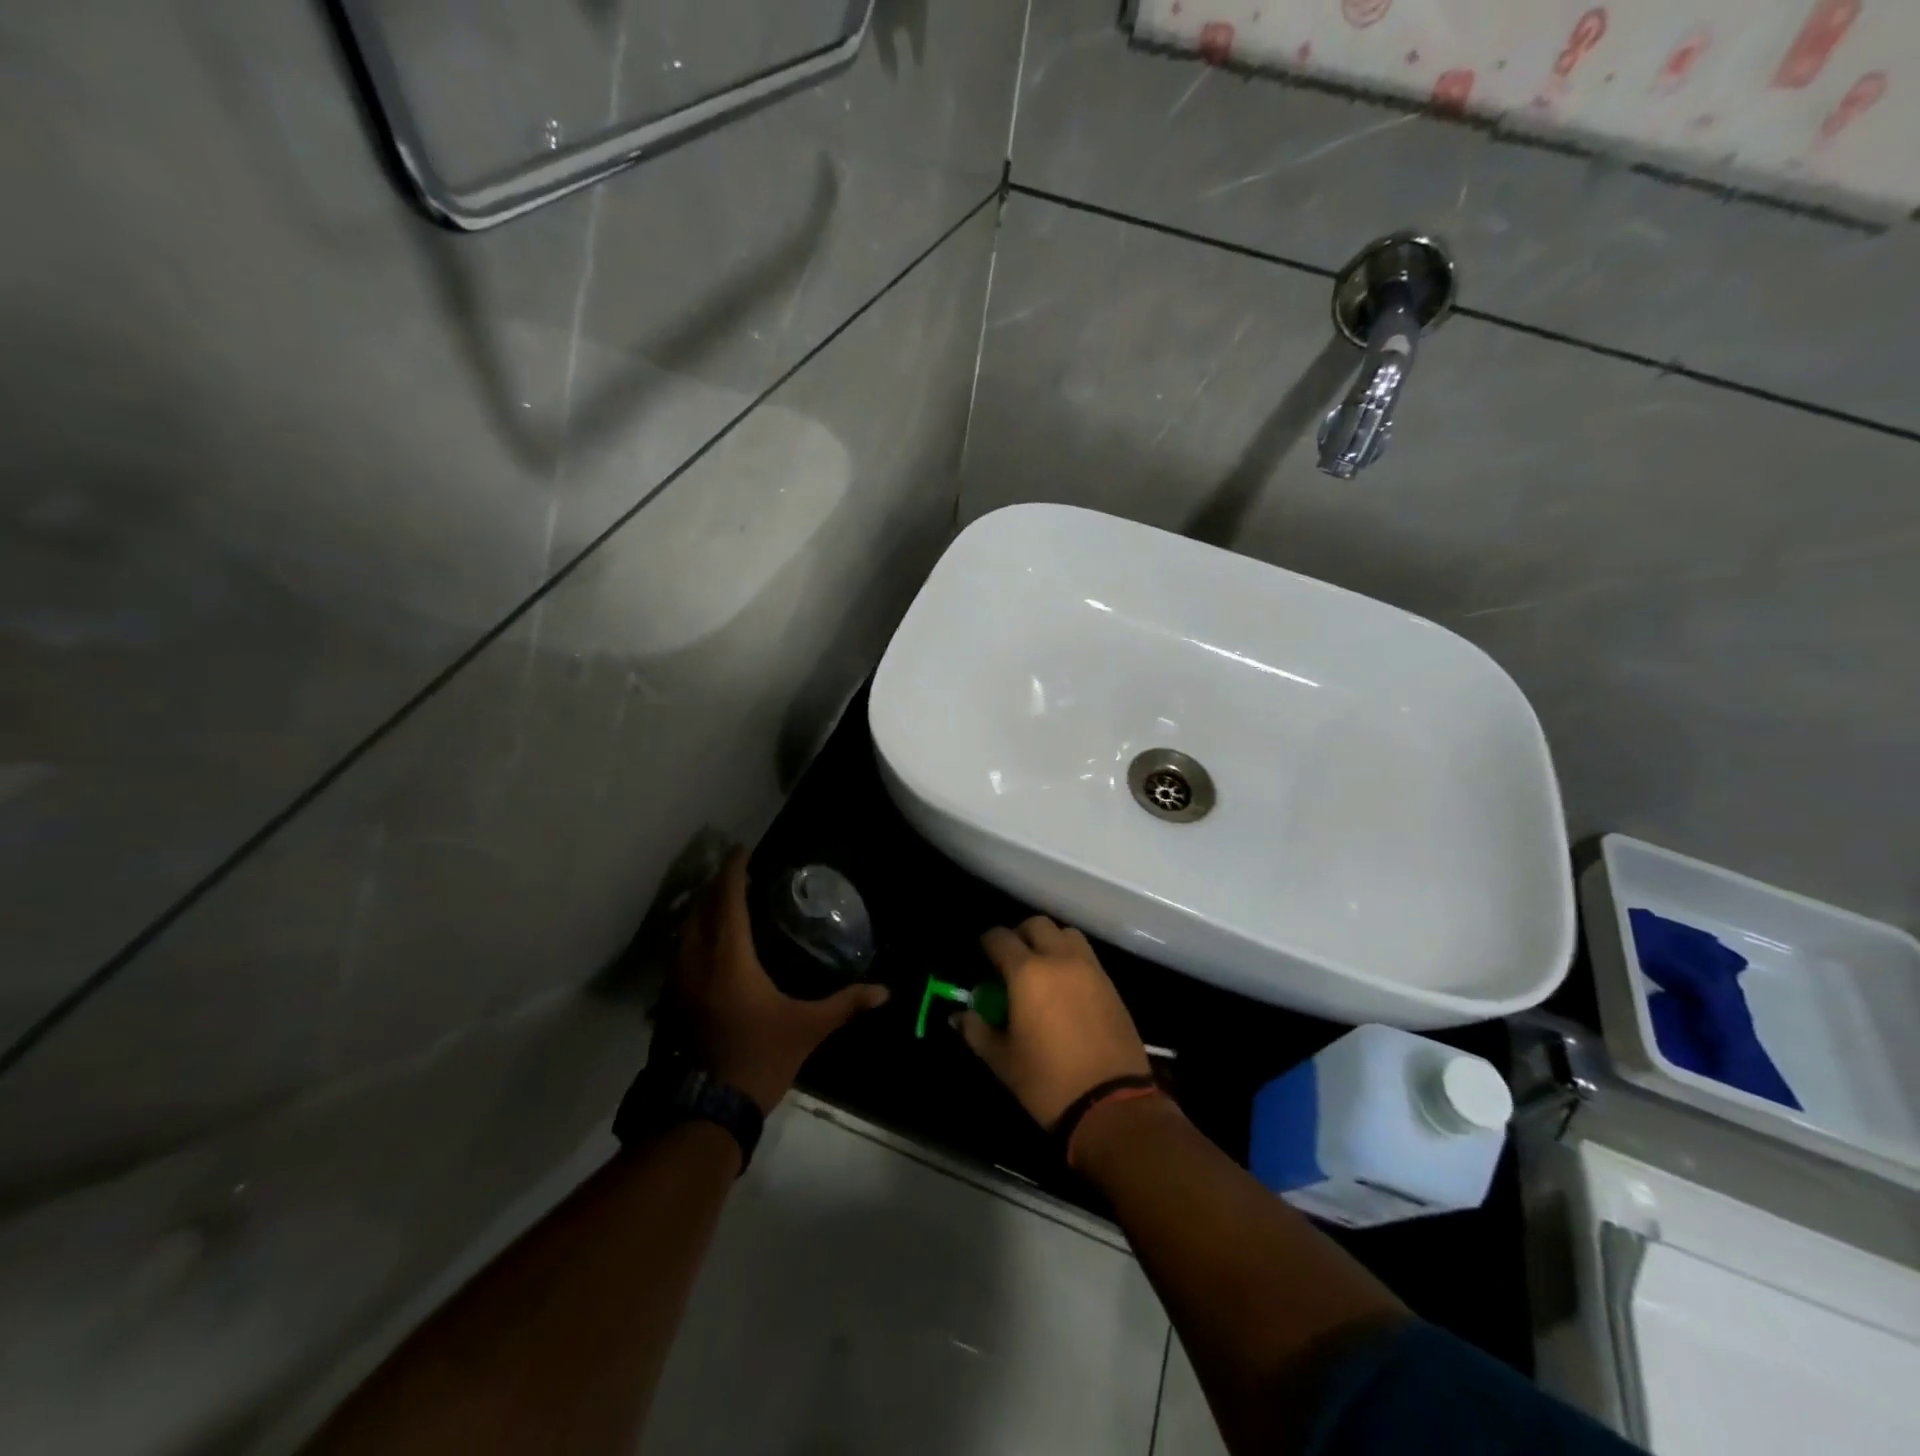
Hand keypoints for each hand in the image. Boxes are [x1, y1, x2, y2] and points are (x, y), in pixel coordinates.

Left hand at [671, 851, 888, 1113]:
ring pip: (684, 932)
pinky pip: (679, 954)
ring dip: (701, 911)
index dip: (732, 871)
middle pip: (699, 909)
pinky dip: (692, 937)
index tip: (740, 850)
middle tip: (734, 873)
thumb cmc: (758, 1059)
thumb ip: (845, 1004)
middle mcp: (697, 962)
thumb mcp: (808, 1029)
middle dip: (715, 886)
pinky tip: (707, 947)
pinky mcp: (669, 1004)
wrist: (704, 1112)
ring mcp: (677, 984)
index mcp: (729, 958)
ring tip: (721, 903)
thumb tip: (885, 992)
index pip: (727, 900)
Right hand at [957, 916, 1150, 1128]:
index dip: (987, 943)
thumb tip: (960, 1015)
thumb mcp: (1002, 1060)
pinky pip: (1085, 954)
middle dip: (1019, 935)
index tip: (982, 957)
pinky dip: (1070, 957)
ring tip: (1041, 968)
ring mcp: (1089, 968)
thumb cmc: (1048, 1082)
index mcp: (1027, 973)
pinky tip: (1065, 986)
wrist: (1112, 1103)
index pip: (1000, 938)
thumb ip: (977, 1030)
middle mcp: (1059, 959)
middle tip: (1010, 960)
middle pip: (1036, 925)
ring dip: (1049, 941)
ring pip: (1065, 933)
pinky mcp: (1110, 983)